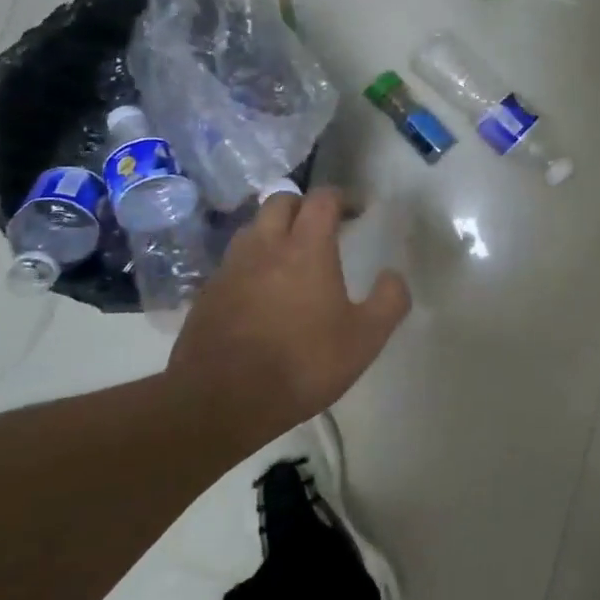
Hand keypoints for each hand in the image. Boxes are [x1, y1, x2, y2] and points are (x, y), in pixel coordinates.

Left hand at [166, 188, 409, 452]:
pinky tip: (261, 292)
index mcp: (306, 247)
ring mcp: (230, 268)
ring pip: (252, 228)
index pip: (322, 199)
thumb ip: (389, 301)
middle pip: (281, 201)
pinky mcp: (207, 293)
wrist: (222, 401)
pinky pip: (233, 262)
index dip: (342, 198)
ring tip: (290, 256)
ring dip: (273, 231)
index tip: (356, 212)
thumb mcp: (365, 339)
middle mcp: (265, 246)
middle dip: (304, 206)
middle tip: (322, 228)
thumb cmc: (302, 364)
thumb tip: (393, 275)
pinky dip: (251, 263)